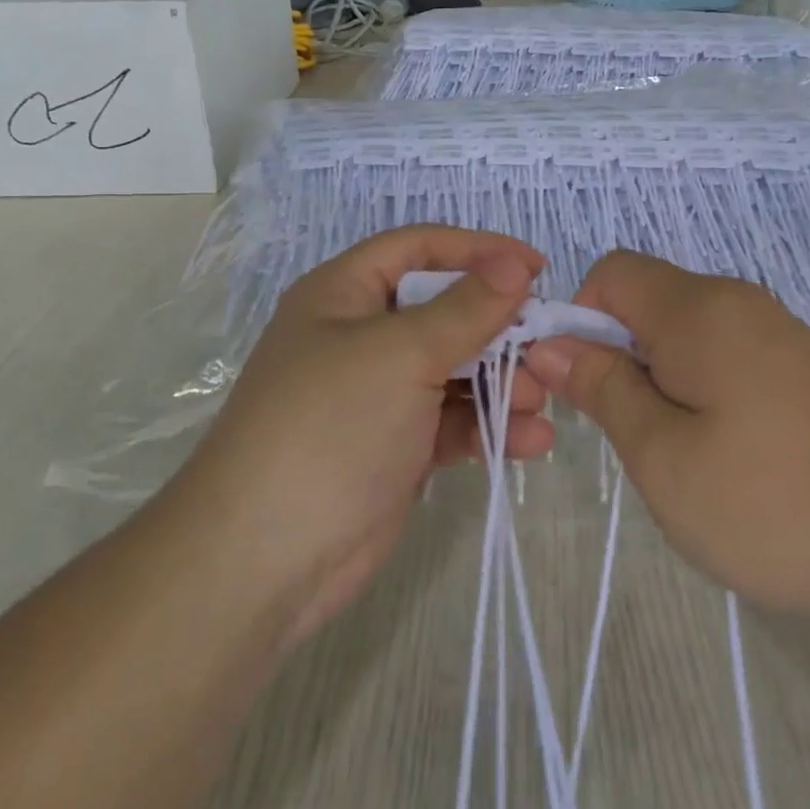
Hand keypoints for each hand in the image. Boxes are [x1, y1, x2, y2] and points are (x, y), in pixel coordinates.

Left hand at [167, 226, 555, 651]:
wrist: (264, 559)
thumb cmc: (330, 427)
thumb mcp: (401, 354)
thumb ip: (465, 309)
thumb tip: (514, 264)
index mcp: (345, 294)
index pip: (419, 249)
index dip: (478, 250)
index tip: (536, 268)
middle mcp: (361, 337)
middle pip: (445, 311)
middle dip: (497, 328)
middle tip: (545, 347)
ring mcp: (379, 395)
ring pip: (455, 370)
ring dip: (502, 382)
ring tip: (538, 401)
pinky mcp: (397, 446)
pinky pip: (453, 421)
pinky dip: (489, 426)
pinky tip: (530, 442)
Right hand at [526, 251, 809, 620]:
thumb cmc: (763, 504)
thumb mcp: (659, 453)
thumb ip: (601, 386)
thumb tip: (551, 343)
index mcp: (701, 309)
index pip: (613, 272)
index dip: (581, 318)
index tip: (587, 384)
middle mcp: (740, 302)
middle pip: (649, 298)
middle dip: (619, 351)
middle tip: (630, 430)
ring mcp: (779, 331)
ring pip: (686, 329)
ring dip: (659, 374)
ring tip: (678, 447)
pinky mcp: (802, 364)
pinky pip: (726, 350)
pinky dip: (700, 383)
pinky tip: (724, 449)